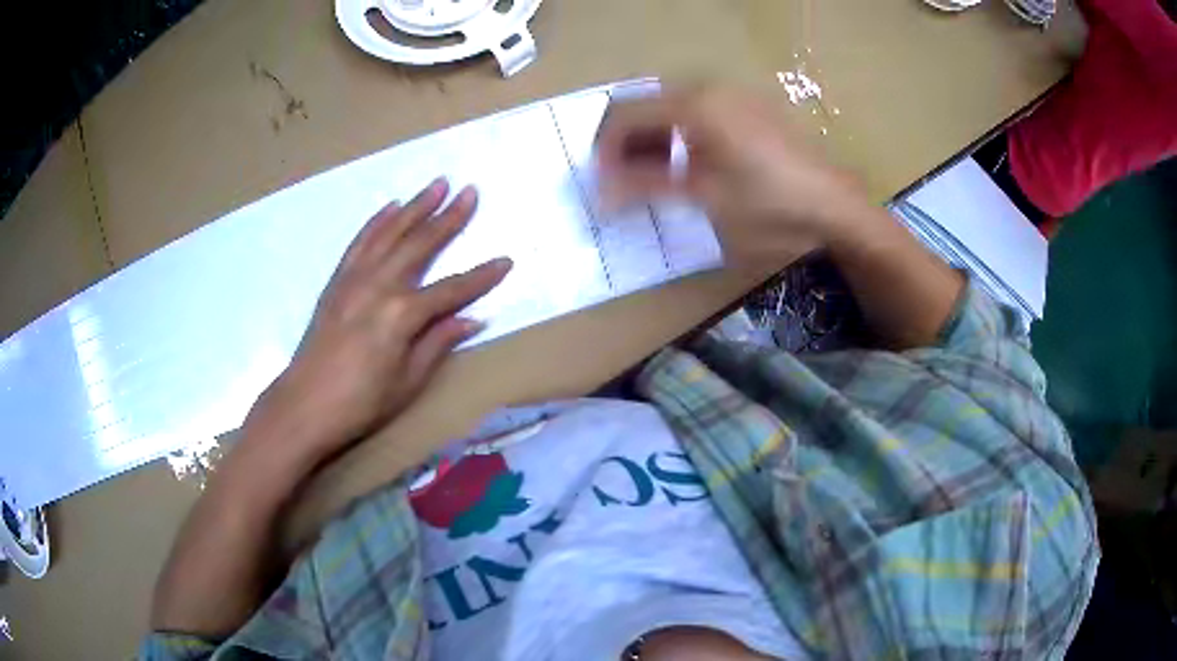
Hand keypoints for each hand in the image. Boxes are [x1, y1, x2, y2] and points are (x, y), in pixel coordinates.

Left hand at [242, 178, 511, 473]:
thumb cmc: (361, 403)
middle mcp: (379, 285)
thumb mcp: (408, 382)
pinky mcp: (337, 281)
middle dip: (449, 217)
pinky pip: (360, 242)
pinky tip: (391, 208)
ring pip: (390, 232)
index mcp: (402, 314)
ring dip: (415, 206)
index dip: (481, 277)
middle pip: (421, 244)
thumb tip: (472, 319)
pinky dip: (377, 222)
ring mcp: (354, 278)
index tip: (505, 261)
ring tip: (436, 184)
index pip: (452, 289)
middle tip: (470, 191)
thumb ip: (438, 343)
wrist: (305, 404)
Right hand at [595, 83, 872, 265]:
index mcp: (694, 104)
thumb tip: (599, 193)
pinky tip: (687, 163)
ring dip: (652, 139)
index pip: (625, 114)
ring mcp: (732, 94)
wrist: (835, 206)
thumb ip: (646, 187)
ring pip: (671, 107)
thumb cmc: (771, 205)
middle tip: (623, 182)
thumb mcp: (704, 198)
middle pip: (646, 106)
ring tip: (652, 178)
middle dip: (626, 144)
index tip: (600, 183)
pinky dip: (680, 134)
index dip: (604, 149)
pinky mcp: (749, 107)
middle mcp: (709, 87)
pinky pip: (698, 111)